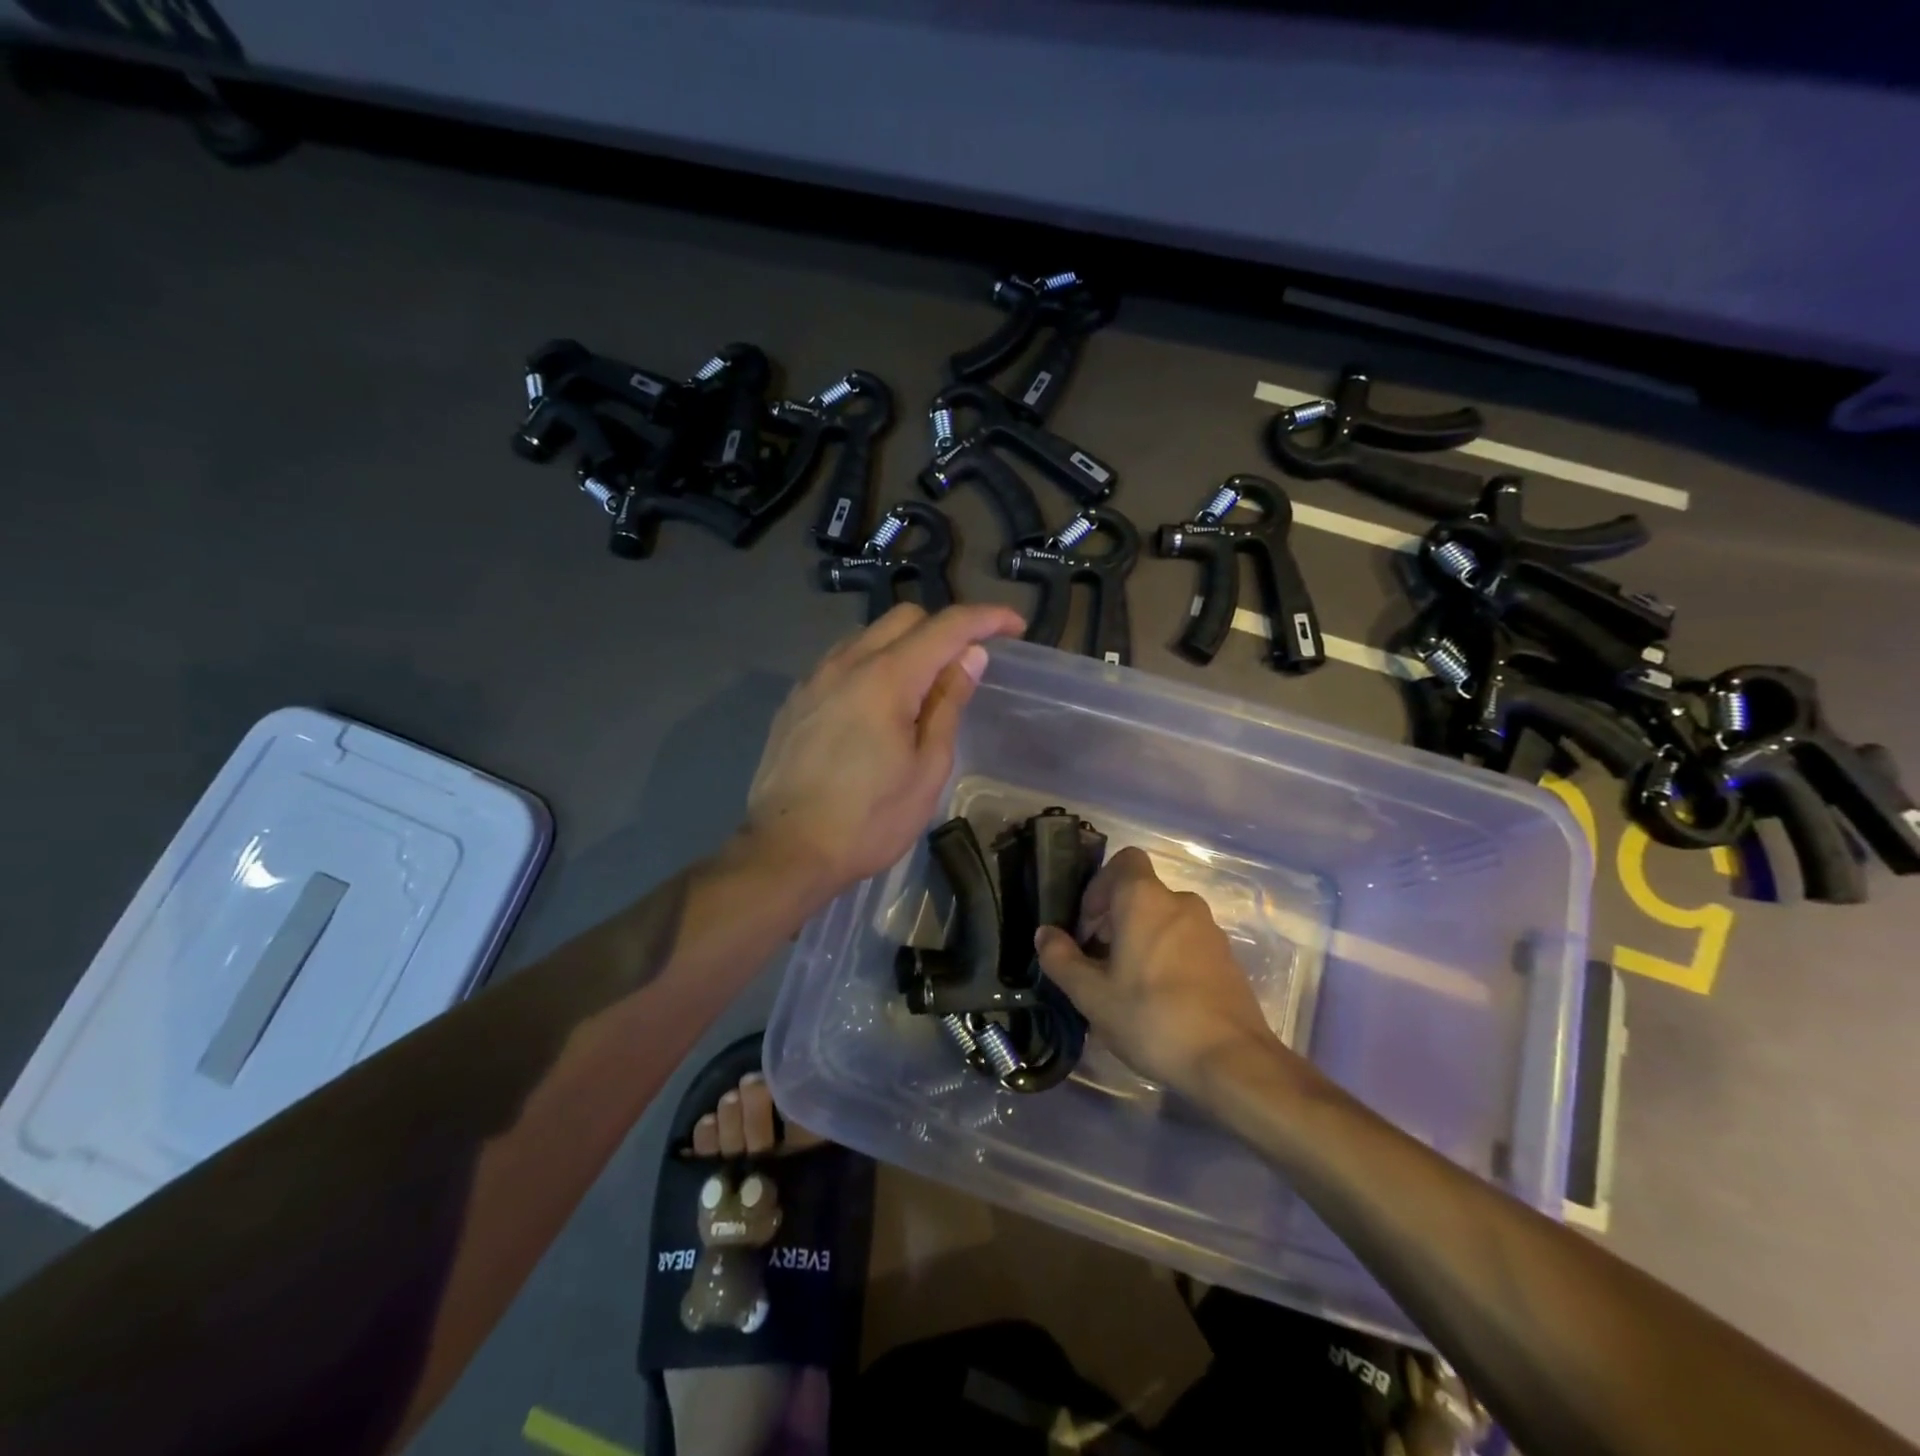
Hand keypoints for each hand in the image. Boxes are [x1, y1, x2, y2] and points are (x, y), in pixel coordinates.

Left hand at [745, 602, 1024, 898]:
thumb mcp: (927, 768)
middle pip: (904, 619)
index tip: (1015, 626)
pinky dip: (872, 665)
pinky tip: (878, 705)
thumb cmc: (869, 820)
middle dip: (944, 628)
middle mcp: (846, 663)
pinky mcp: (796, 700)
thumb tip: (970, 656)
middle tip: (967, 664)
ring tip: (923, 687)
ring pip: (868, 636)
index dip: (986, 618)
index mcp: (886, 678)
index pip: (946, 627)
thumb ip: (948, 704)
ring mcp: (814, 679)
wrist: (787, 851)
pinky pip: (842, 661)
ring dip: (905, 645)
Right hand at [1034, 848, 1279, 1096]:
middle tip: (1098, 963)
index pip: (1123, 861)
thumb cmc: (1152, 1018)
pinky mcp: (1226, 958)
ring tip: (1126, 987)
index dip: (1099, 886)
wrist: (1231, 1061)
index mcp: (1145, 899)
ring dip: (1140, 940)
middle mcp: (1181, 902)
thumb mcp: (1092, 995)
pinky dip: (1167, 957)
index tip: (1088, 928)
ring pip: (1163, 920)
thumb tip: (1045, 934)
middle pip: (1140, 894)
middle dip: (1114, 920)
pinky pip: (1186, 942)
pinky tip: (1158, 1001)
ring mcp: (1209, 930)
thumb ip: (1061, 959)